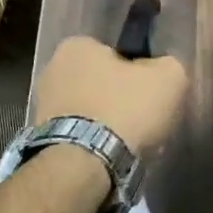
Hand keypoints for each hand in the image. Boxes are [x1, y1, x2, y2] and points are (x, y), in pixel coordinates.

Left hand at [34, 36, 189, 155]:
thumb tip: (162, 71)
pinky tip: (113, 155)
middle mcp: (52, 69)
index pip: (117, 51)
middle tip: (144, 117)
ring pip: (90, 109)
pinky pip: (80, 135)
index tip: (152, 91)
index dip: (139, 70)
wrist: (85, 166)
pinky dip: (95, 142)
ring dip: (107, 122)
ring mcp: (43, 107)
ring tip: (131, 142)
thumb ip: (169, 65)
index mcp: (77, 45)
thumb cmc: (125, 110)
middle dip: (120, 96)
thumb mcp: (169, 77)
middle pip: (101, 80)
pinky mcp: (43, 139)